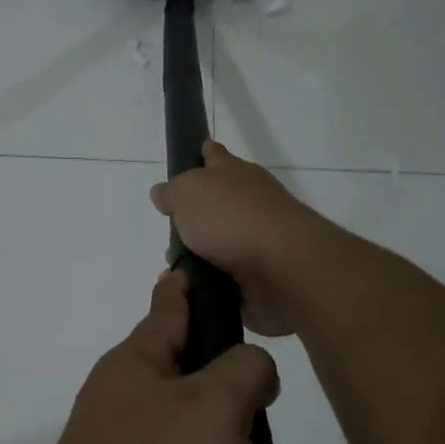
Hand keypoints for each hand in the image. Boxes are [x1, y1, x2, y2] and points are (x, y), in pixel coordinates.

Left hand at [21, 268, 279, 443]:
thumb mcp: (214, 406)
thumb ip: (245, 371)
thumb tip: (252, 368)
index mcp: (138, 361)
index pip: (169, 304)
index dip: (188, 283)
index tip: (198, 266)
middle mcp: (125, 398)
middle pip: (192, 379)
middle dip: (234, 401)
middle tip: (265, 419)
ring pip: (195, 441)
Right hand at [151, 141, 324, 336]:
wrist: (281, 265)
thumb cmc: (230, 217)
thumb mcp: (187, 193)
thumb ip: (172, 192)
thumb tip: (163, 193)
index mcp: (234, 173)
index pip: (215, 156)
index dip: (204, 154)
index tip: (198, 153)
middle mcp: (250, 201)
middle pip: (218, 203)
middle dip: (196, 216)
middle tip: (171, 233)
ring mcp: (259, 238)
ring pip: (221, 244)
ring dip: (201, 255)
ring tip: (174, 270)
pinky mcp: (262, 273)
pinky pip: (228, 278)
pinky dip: (211, 282)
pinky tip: (191, 290)